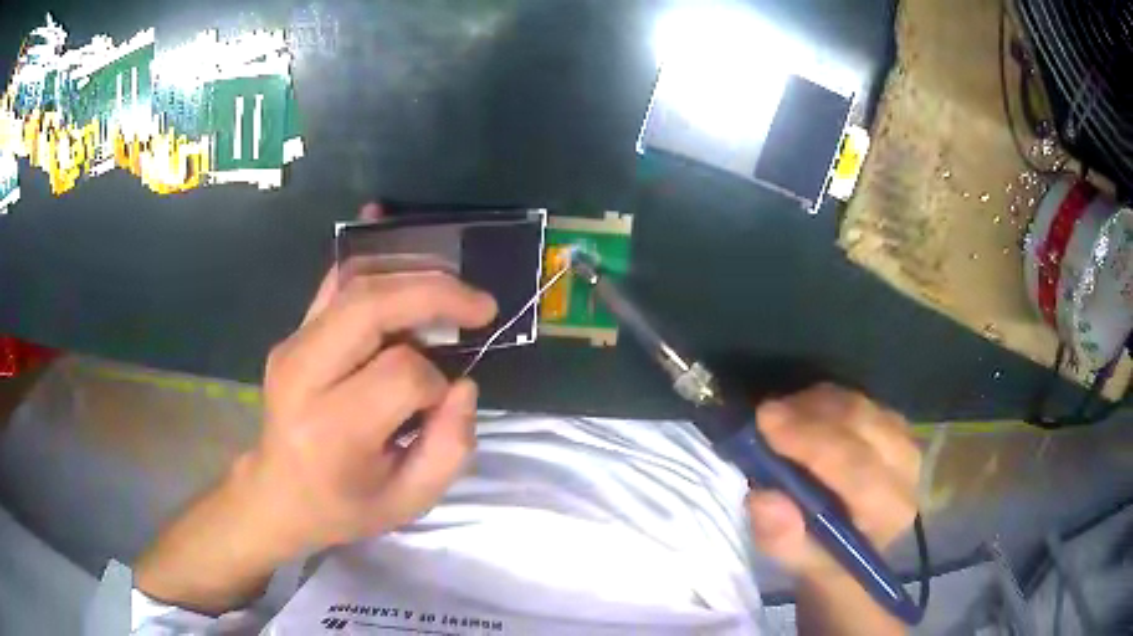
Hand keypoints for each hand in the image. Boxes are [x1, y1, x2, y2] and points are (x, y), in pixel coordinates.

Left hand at [248, 206, 498, 553]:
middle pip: (371, 305)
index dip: (436, 383)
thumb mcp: (408, 502)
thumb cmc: (343, 505)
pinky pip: (336, 282)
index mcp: (332, 429)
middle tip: (480, 305)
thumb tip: (463, 384)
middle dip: (434, 294)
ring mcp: (292, 346)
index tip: (439, 403)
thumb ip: (450, 449)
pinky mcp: (292, 333)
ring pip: (355, 281)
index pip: (400, 374)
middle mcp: (303, 375)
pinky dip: (378, 263)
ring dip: (412, 274)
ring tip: (451, 290)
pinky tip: (408, 258)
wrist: (277, 493)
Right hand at [746, 384, 920, 578]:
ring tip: (779, 417)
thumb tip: (763, 498)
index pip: (857, 470)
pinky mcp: (895, 423)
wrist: (856, 544)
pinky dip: (824, 401)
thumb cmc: (827, 557)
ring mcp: (905, 440)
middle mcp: (907, 470)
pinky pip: (858, 398)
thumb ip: (782, 538)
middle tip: (764, 414)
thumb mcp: (798, 562)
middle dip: (809, 416)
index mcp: (889, 511)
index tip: (765, 422)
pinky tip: (801, 415)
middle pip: (861, 425)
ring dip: (814, 406)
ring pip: (859, 405)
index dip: (811, 442)